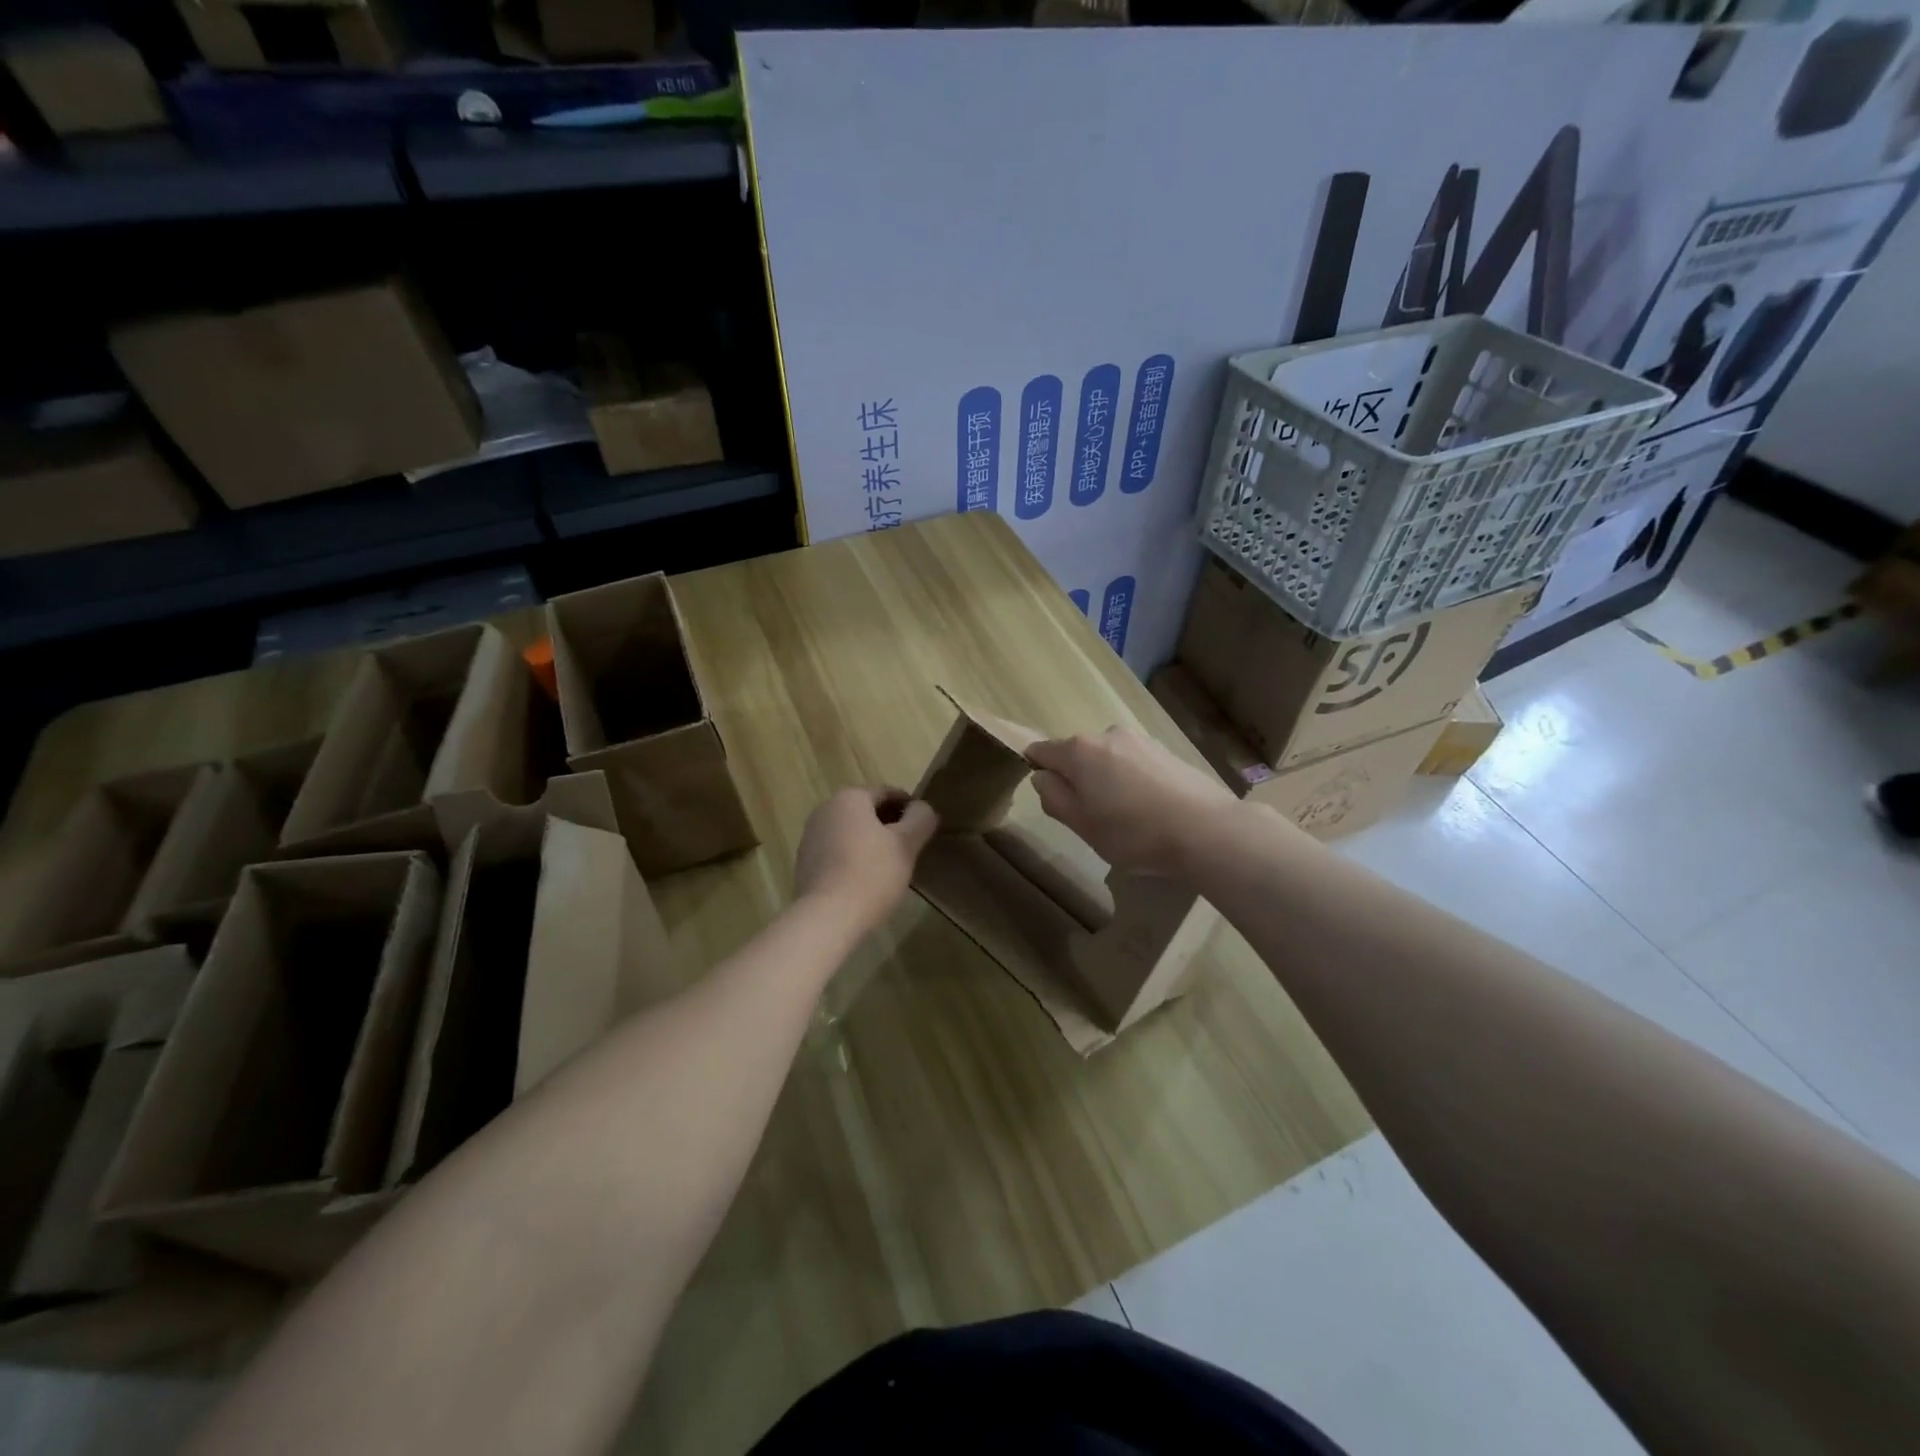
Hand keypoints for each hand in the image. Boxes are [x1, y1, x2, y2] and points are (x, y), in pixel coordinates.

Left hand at [794, 787, 939, 932]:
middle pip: (866, 810)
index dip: (909, 807)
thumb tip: (923, 808)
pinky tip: (866, 879)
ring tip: (891, 864)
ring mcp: (810, 837)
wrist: (827, 917)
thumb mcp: (907, 844)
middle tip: (911, 846)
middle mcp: (825, 810)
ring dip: (871, 841)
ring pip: (850, 831)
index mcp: (849, 798)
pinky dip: (853, 857)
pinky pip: (836, 851)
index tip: (924, 826)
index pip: (887, 792)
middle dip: (889, 824)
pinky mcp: (805, 863)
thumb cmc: (872, 874)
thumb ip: (920, 819)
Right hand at [1026, 728, 1238, 876]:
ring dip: (1106, 780)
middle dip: (1076, 779)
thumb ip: (1053, 797)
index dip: (1037, 771)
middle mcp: (1106, 734)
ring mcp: (1140, 740)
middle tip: (1090, 817)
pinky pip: (1134, 763)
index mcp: (1078, 750)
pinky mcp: (1166, 750)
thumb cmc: (1133, 832)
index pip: (1041, 751)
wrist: (1205, 829)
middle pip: (1077, 754)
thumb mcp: (1080, 824)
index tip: (1051, 798)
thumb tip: (1042, 777)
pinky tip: (1149, 808)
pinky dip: (1132, 781)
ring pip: (1107, 758)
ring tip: (1125, 816)